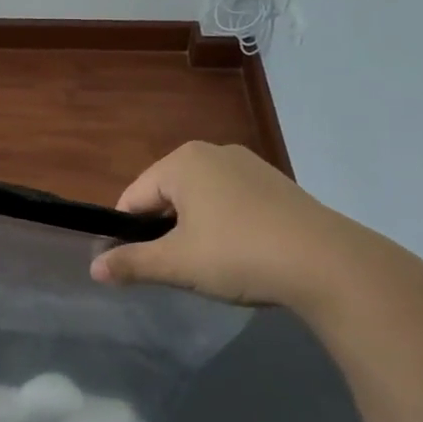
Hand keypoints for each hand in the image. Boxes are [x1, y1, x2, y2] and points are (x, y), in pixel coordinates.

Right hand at [89, 141, 376, 312]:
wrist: (329, 263)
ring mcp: (249, 165)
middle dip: (163, 230)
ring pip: (200, 199)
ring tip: (208, 265)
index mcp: (182, 161)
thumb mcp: (176, 263)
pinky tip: (240, 253)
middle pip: (166, 195)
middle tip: (174, 268)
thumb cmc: (239, 254)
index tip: (133, 266)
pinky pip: (231, 201)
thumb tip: (93, 268)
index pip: (133, 197)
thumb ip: (131, 263)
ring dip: (193, 229)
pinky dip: (225, 225)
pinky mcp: (276, 184)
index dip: (126, 233)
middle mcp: (213, 152)